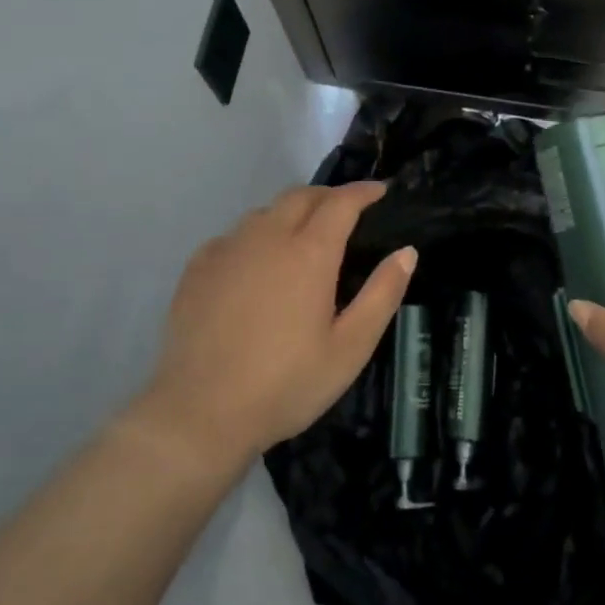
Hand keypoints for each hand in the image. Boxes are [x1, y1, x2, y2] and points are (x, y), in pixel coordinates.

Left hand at [134, 181, 415, 473]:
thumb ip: (382, 294)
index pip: (341, 202)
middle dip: (329, 196)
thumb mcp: (350, 348)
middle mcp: (266, 237)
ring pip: (265, 213)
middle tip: (347, 213)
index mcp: (309, 253)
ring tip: (304, 238)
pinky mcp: (198, 268)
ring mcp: (227, 250)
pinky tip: (257, 265)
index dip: (364, 192)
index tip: (381, 191)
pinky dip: (256, 236)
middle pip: (301, 196)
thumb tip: (406, 252)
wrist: (201, 413)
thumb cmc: (286, 384)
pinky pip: (234, 236)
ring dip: (291, 213)